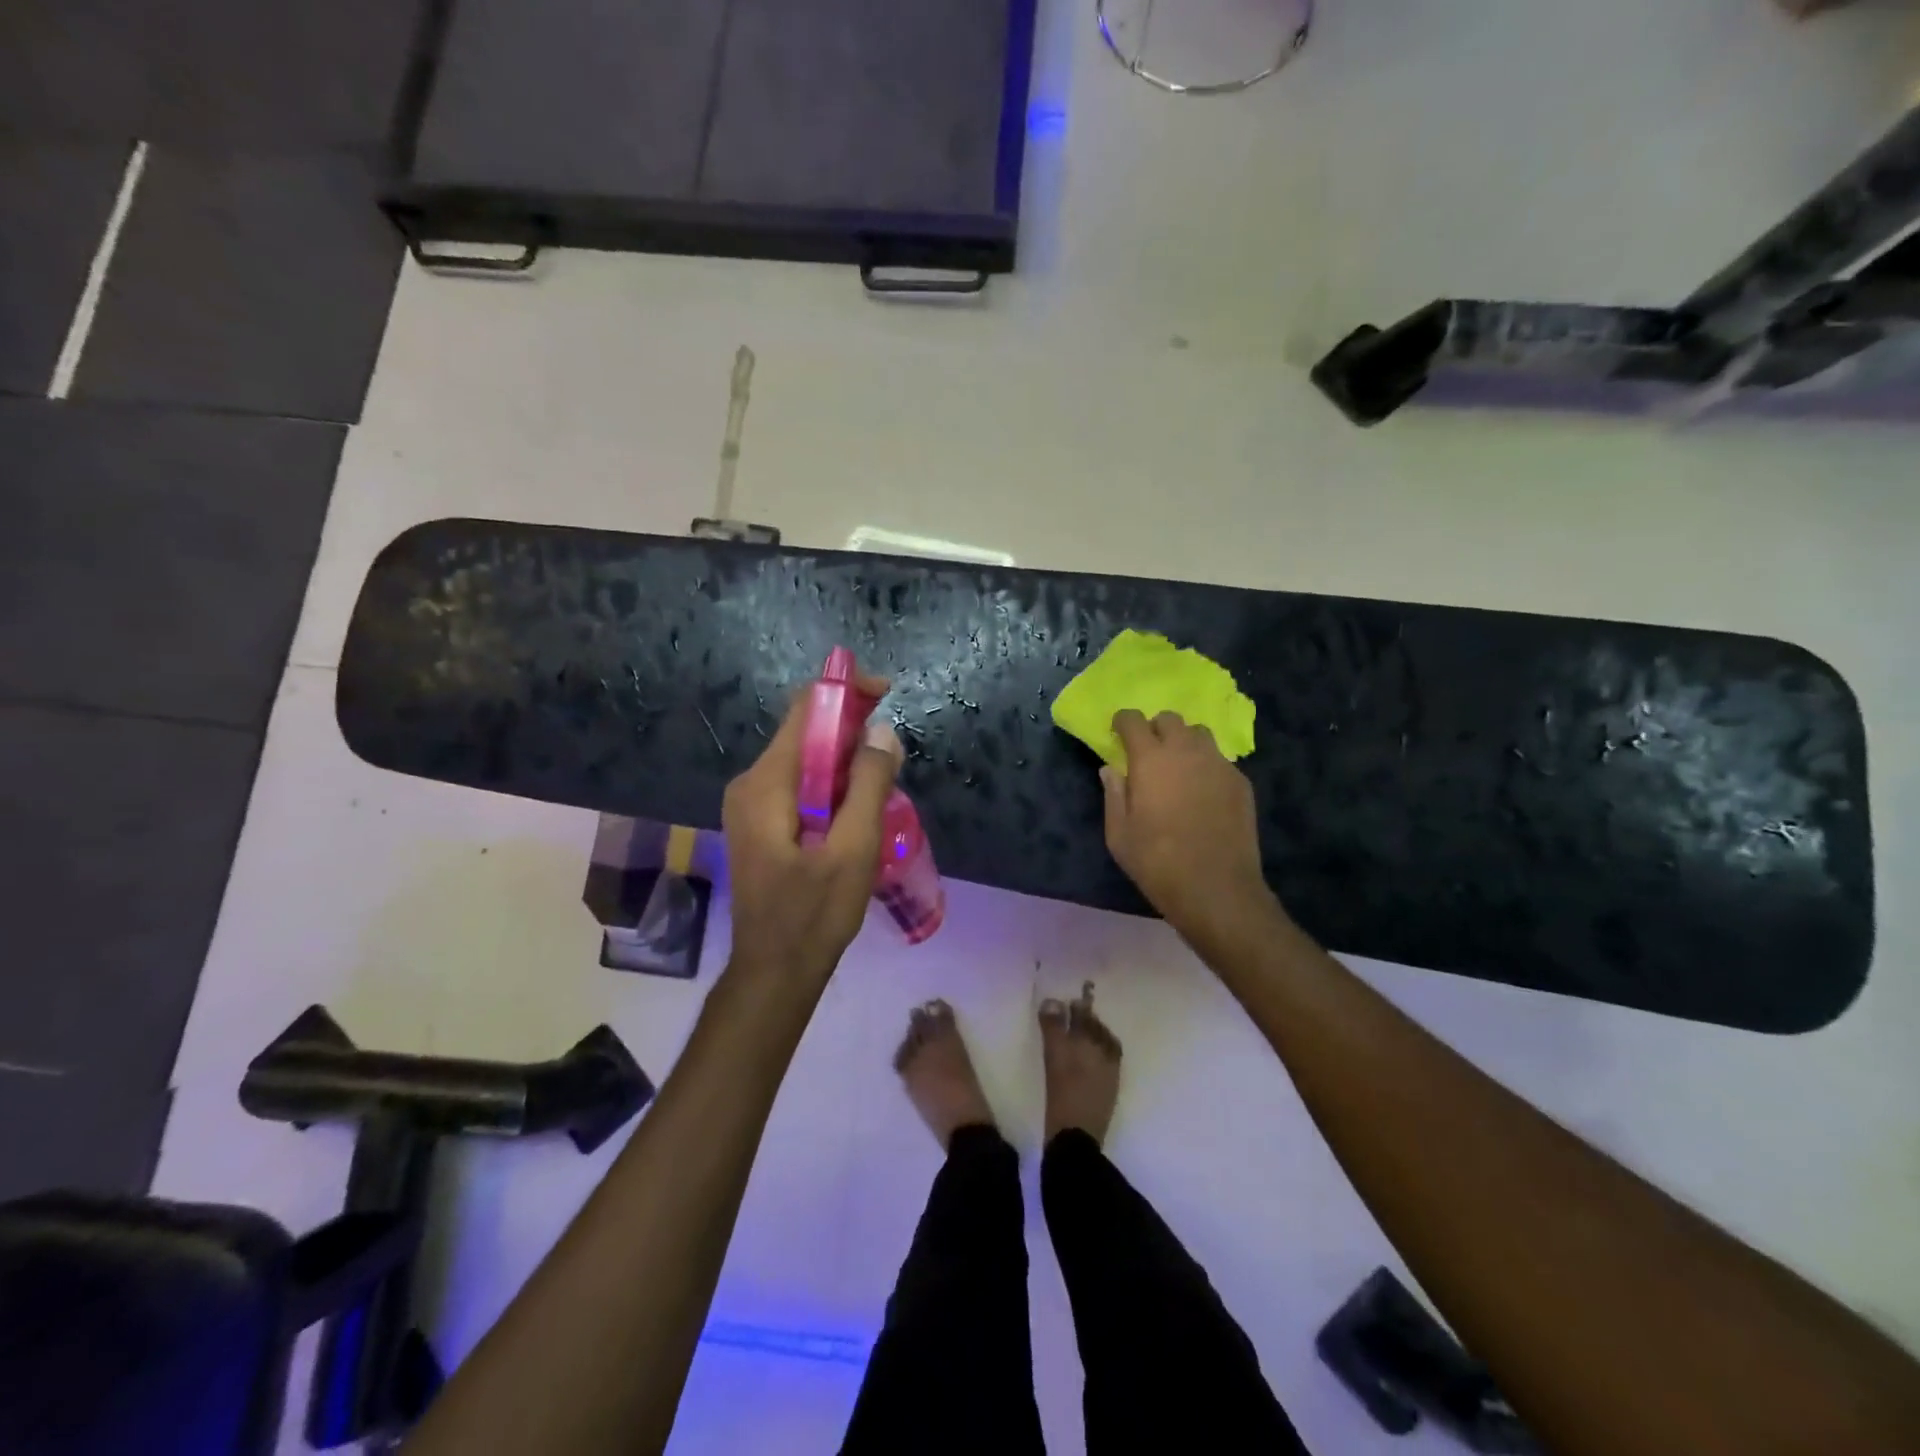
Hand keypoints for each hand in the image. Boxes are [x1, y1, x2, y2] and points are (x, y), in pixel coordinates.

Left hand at [722, 672, 902, 988]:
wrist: (774, 972)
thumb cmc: (813, 915)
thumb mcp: (853, 850)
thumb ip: (868, 785)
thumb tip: (882, 732)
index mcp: (766, 783)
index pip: (804, 709)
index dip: (845, 692)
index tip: (886, 694)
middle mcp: (751, 784)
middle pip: (804, 732)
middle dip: (851, 731)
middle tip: (894, 753)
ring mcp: (751, 804)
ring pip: (805, 760)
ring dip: (845, 761)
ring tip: (883, 784)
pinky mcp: (761, 823)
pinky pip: (800, 785)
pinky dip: (832, 785)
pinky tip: (858, 809)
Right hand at [1104, 709, 1283, 959]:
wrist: (1216, 888)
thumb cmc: (1157, 862)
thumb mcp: (1119, 835)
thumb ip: (1113, 795)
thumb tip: (1110, 769)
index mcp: (1150, 759)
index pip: (1133, 719)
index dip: (1122, 723)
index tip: (1118, 735)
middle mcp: (1186, 751)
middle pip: (1170, 719)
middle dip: (1155, 729)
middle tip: (1149, 755)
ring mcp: (1218, 764)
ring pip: (1199, 734)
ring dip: (1184, 743)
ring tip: (1179, 769)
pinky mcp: (1241, 781)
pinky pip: (1219, 759)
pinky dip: (1206, 765)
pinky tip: (1203, 793)